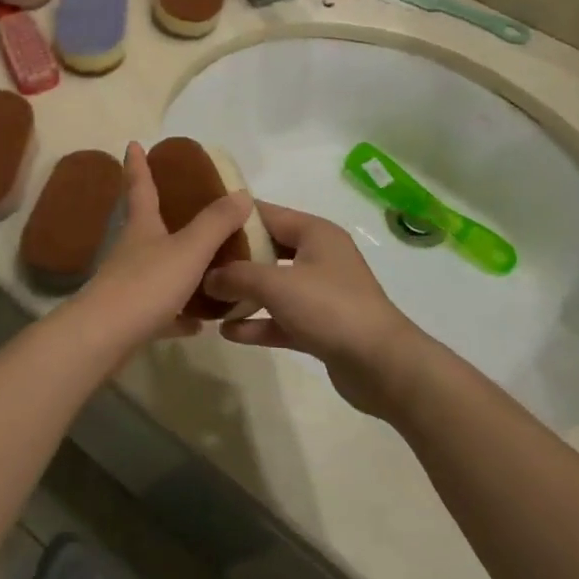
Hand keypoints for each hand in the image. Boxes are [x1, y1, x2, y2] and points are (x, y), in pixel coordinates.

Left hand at [72, 142, 253, 352]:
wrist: (104, 337)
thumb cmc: (145, 284)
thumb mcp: (188, 249)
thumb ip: (215, 223)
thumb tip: (241, 193)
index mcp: (143, 227)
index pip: (140, 186)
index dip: (138, 164)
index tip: (133, 144)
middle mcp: (132, 251)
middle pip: (146, 225)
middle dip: (161, 212)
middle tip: (183, 203)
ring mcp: (128, 284)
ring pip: (156, 269)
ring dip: (178, 266)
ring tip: (205, 267)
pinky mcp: (130, 317)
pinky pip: (162, 310)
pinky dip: (179, 313)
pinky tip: (199, 323)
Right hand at [202, 202, 428, 418]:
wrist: (382, 365)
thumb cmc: (330, 308)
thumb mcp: (277, 285)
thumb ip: (238, 276)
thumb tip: (208, 277)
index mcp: (315, 233)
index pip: (268, 214)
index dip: (234, 217)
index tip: (200, 220)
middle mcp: (319, 257)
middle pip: (268, 250)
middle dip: (234, 258)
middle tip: (196, 262)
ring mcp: (321, 293)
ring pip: (273, 286)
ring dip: (243, 294)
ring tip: (207, 299)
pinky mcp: (320, 326)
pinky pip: (281, 318)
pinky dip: (258, 323)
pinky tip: (228, 332)